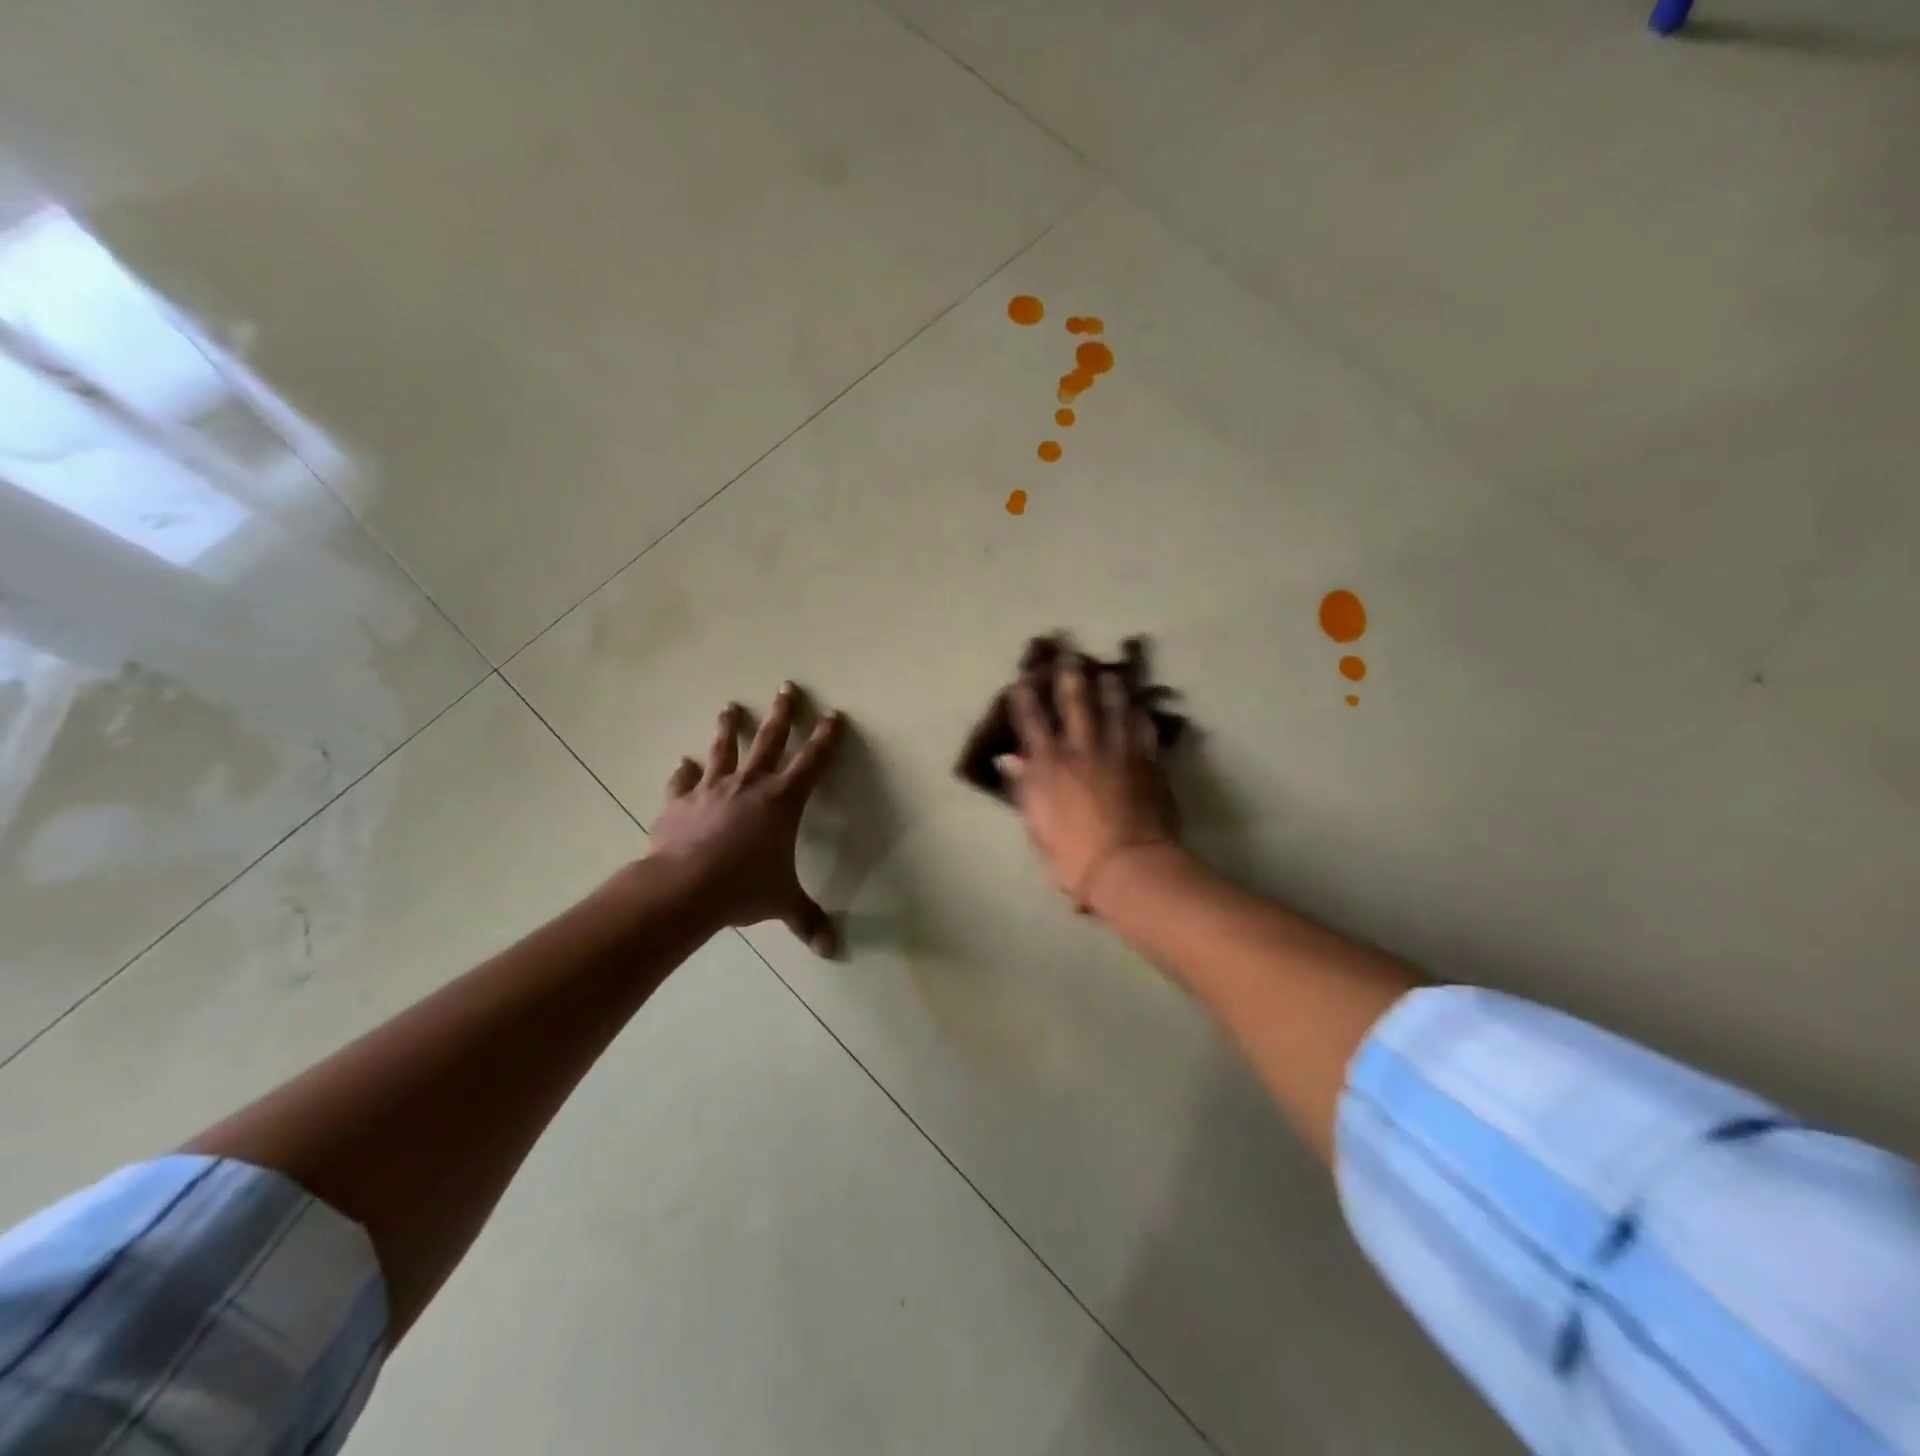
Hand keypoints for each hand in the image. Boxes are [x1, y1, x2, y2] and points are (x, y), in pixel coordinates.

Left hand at [648, 683, 844, 954]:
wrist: (684, 887)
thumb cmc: (743, 888)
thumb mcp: (782, 903)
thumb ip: (807, 920)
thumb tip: (831, 950)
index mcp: (783, 801)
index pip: (813, 762)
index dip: (826, 738)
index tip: (835, 715)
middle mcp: (751, 785)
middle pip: (771, 740)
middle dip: (783, 712)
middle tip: (787, 686)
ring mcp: (713, 789)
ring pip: (724, 750)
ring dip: (729, 728)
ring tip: (730, 707)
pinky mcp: (680, 802)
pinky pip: (683, 781)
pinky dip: (684, 772)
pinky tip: (683, 763)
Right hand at [999, 658, 1178, 912]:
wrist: (1125, 865)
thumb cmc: (1071, 854)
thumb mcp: (1036, 823)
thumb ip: (1024, 786)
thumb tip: (1008, 759)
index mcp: (1048, 763)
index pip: (1032, 720)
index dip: (1026, 697)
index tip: (1024, 679)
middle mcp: (1081, 747)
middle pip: (1075, 701)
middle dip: (1070, 675)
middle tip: (1071, 655)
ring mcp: (1117, 750)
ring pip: (1114, 707)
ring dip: (1111, 687)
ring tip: (1111, 673)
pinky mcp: (1146, 760)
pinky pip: (1143, 730)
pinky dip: (1140, 717)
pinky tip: (1141, 708)